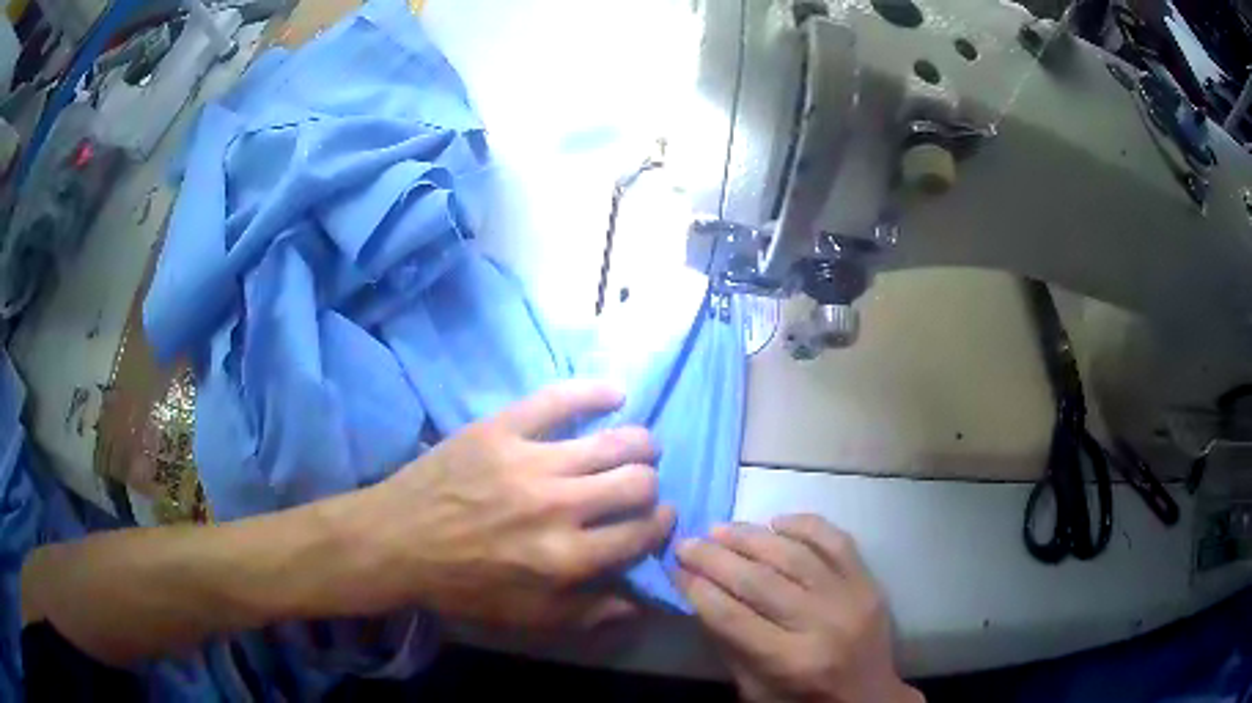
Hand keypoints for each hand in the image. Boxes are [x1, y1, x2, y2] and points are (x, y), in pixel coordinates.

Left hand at [347, 381, 674, 629]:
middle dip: (650, 485)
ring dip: (638, 444)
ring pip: (613, 442)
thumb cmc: (461, 585)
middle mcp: (558, 507)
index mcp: (566, 558)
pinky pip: (559, 399)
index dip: (660, 524)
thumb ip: (587, 613)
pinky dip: (595, 392)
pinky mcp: (501, 429)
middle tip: (640, 486)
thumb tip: (639, 601)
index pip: (641, 532)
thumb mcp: (525, 617)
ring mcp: (530, 462)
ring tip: (638, 446)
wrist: (395, 541)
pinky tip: (615, 393)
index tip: (658, 518)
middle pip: (636, 482)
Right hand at [674, 515, 920, 702]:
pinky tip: (775, 521)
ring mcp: (851, 598)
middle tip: (686, 542)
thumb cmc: (804, 701)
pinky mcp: (869, 582)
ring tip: (720, 528)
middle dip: (715, 559)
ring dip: (751, 537)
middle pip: (761, 582)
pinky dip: (805, 524)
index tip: (674, 570)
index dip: (698, 591)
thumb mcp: (755, 689)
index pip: (733, 619)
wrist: (869, 698)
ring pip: (795, 555)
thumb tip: (699, 597)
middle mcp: (823, 624)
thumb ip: (729, 645)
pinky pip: (837, 541)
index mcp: (792, 661)